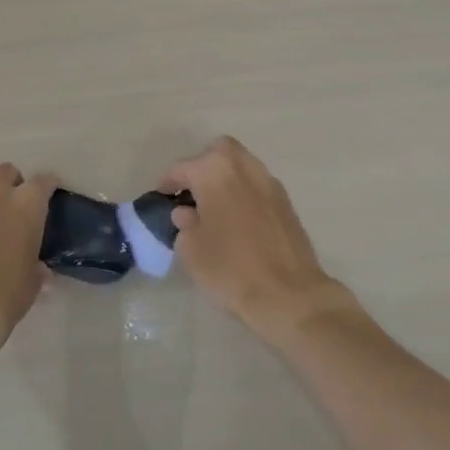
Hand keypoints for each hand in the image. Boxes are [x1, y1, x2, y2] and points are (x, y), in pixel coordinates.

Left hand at [0, 163, 55, 355]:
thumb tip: (38, 267)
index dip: (49, 184)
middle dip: (12, 180)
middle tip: (18, 201)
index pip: (42, 181)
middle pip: (3, 172)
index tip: (53, 191)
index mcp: (24, 209)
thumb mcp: (33, 283)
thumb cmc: (9, 295)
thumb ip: (37, 268)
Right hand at [161, 137, 356, 344]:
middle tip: (191, 194)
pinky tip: (237, 220)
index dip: (167, 184)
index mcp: (214, 171)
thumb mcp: (191, 250)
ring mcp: (269, 182)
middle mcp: (243, 166)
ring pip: (241, 166)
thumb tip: (186, 213)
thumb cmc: (230, 269)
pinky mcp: (286, 202)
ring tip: (214, 207)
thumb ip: (184, 224)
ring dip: (225, 179)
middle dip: (201, 168)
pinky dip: (244, 194)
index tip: (161, 198)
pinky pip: (257, 186)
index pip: (181, 168)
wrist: (289, 295)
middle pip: (217, 153)